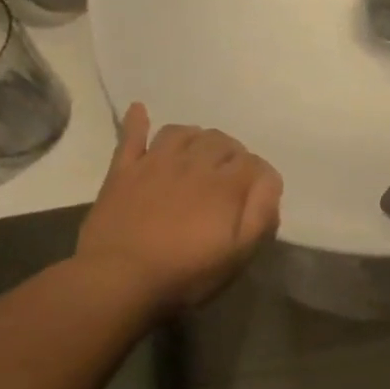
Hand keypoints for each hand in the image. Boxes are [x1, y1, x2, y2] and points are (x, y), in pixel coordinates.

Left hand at [75, 104, 280, 312]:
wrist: (119, 279)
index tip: (257, 191)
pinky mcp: (124, 170)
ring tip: (198, 152)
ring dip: (196, 137)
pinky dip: (138, 121)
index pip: (252, 161)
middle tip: (228, 174)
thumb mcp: (239, 254)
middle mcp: (193, 163)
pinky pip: (132, 136)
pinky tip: (140, 110)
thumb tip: (270, 183)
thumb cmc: (185, 273)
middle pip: (220, 140)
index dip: (259, 173)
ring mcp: (155, 162)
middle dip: (231, 152)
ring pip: (182, 132)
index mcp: (225, 184)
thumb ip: (262, 215)